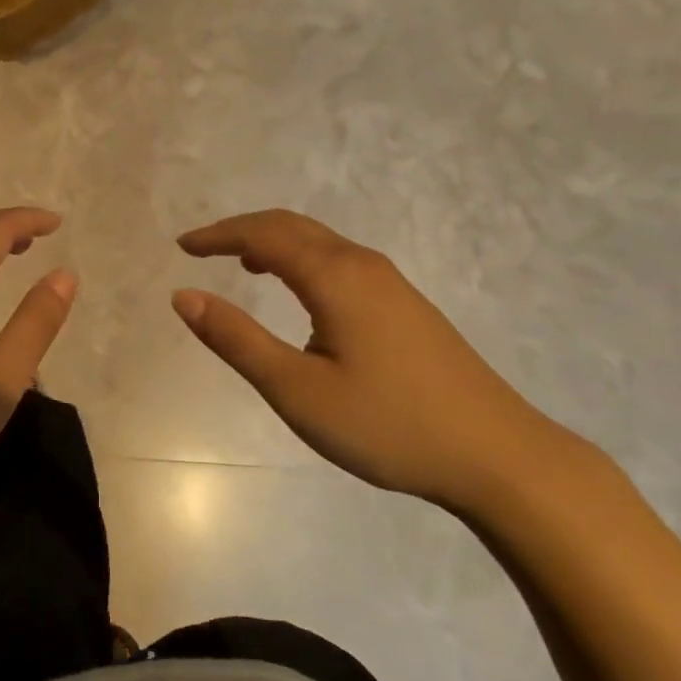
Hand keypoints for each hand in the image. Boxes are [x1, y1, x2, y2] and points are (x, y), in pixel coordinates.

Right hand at [173, 209, 575, 508]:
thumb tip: (184, 295)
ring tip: (243, 265)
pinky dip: (303, 260)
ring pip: (319, 242)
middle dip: (243, 231)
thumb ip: (237, 340)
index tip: (182, 246)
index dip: (219, 235)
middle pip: (292, 226)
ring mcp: (390, 282)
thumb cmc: (388, 424)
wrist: (498, 454)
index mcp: (334, 275)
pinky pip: (340, 261)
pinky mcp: (406, 304)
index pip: (263, 234)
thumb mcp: (298, 390)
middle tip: (203, 249)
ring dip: (275, 243)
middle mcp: (362, 264)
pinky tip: (300, 295)